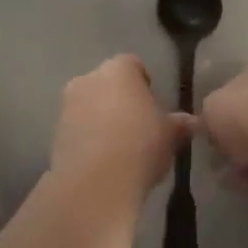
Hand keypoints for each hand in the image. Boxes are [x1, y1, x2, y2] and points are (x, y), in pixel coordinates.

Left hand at [50, 56, 189, 196]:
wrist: (95, 182)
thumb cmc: (140, 145)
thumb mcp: (170, 136)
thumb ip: (179, 124)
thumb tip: (192, 122)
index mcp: (118, 70)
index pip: (133, 65)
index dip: (144, 83)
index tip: (153, 105)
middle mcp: (88, 79)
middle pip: (107, 83)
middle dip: (120, 99)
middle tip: (138, 125)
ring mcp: (67, 105)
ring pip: (89, 105)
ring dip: (101, 118)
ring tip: (120, 147)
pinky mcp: (55, 133)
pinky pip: (77, 128)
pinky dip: (88, 138)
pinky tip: (102, 160)